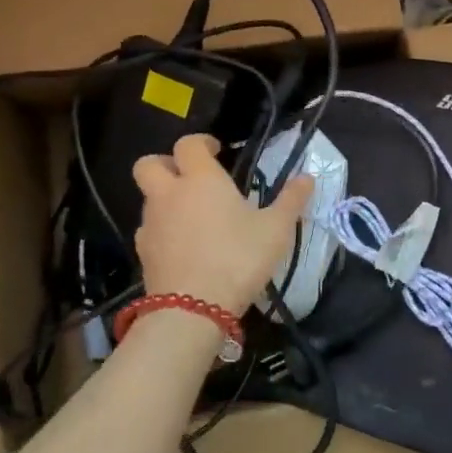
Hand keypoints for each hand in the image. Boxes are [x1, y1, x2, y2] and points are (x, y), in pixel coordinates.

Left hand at [132, 135, 312, 316]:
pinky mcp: (143, 253)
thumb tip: (308, 177)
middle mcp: (169, 194)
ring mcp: (151, 224)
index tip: (217, 151)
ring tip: (193, 217)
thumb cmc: (238, 258)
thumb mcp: (276, 229)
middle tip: (189, 176)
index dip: (201, 143)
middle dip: (165, 164)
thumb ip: (291, 200)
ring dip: (165, 199)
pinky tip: (184, 246)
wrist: (192, 309)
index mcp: (201, 179)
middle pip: (148, 164)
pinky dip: (163, 230)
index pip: (188, 144)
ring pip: (148, 198)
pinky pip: (149, 230)